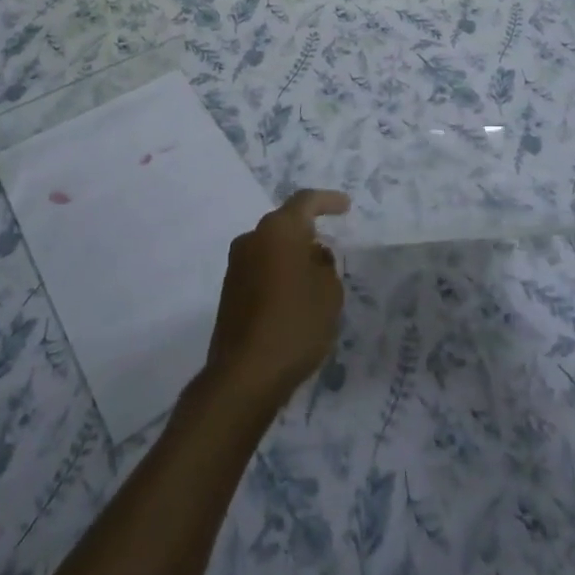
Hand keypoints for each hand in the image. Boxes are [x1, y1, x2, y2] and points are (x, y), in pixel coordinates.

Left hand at [203, 189, 348, 407]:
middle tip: (330, 250)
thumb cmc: (295, 324)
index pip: (305, 201)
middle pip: (285, 225)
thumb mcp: (329, 293)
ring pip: (271, 249)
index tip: (346, 206)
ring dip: (292, 257)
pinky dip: (279, 276)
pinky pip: (261, 271)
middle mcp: (252, 238)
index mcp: (278, 230)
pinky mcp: (229, 291)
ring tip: (315, 280)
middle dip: (308, 233)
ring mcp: (236, 265)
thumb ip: (325, 265)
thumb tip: (313, 254)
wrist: (244, 374)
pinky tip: (294, 299)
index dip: (328, 201)